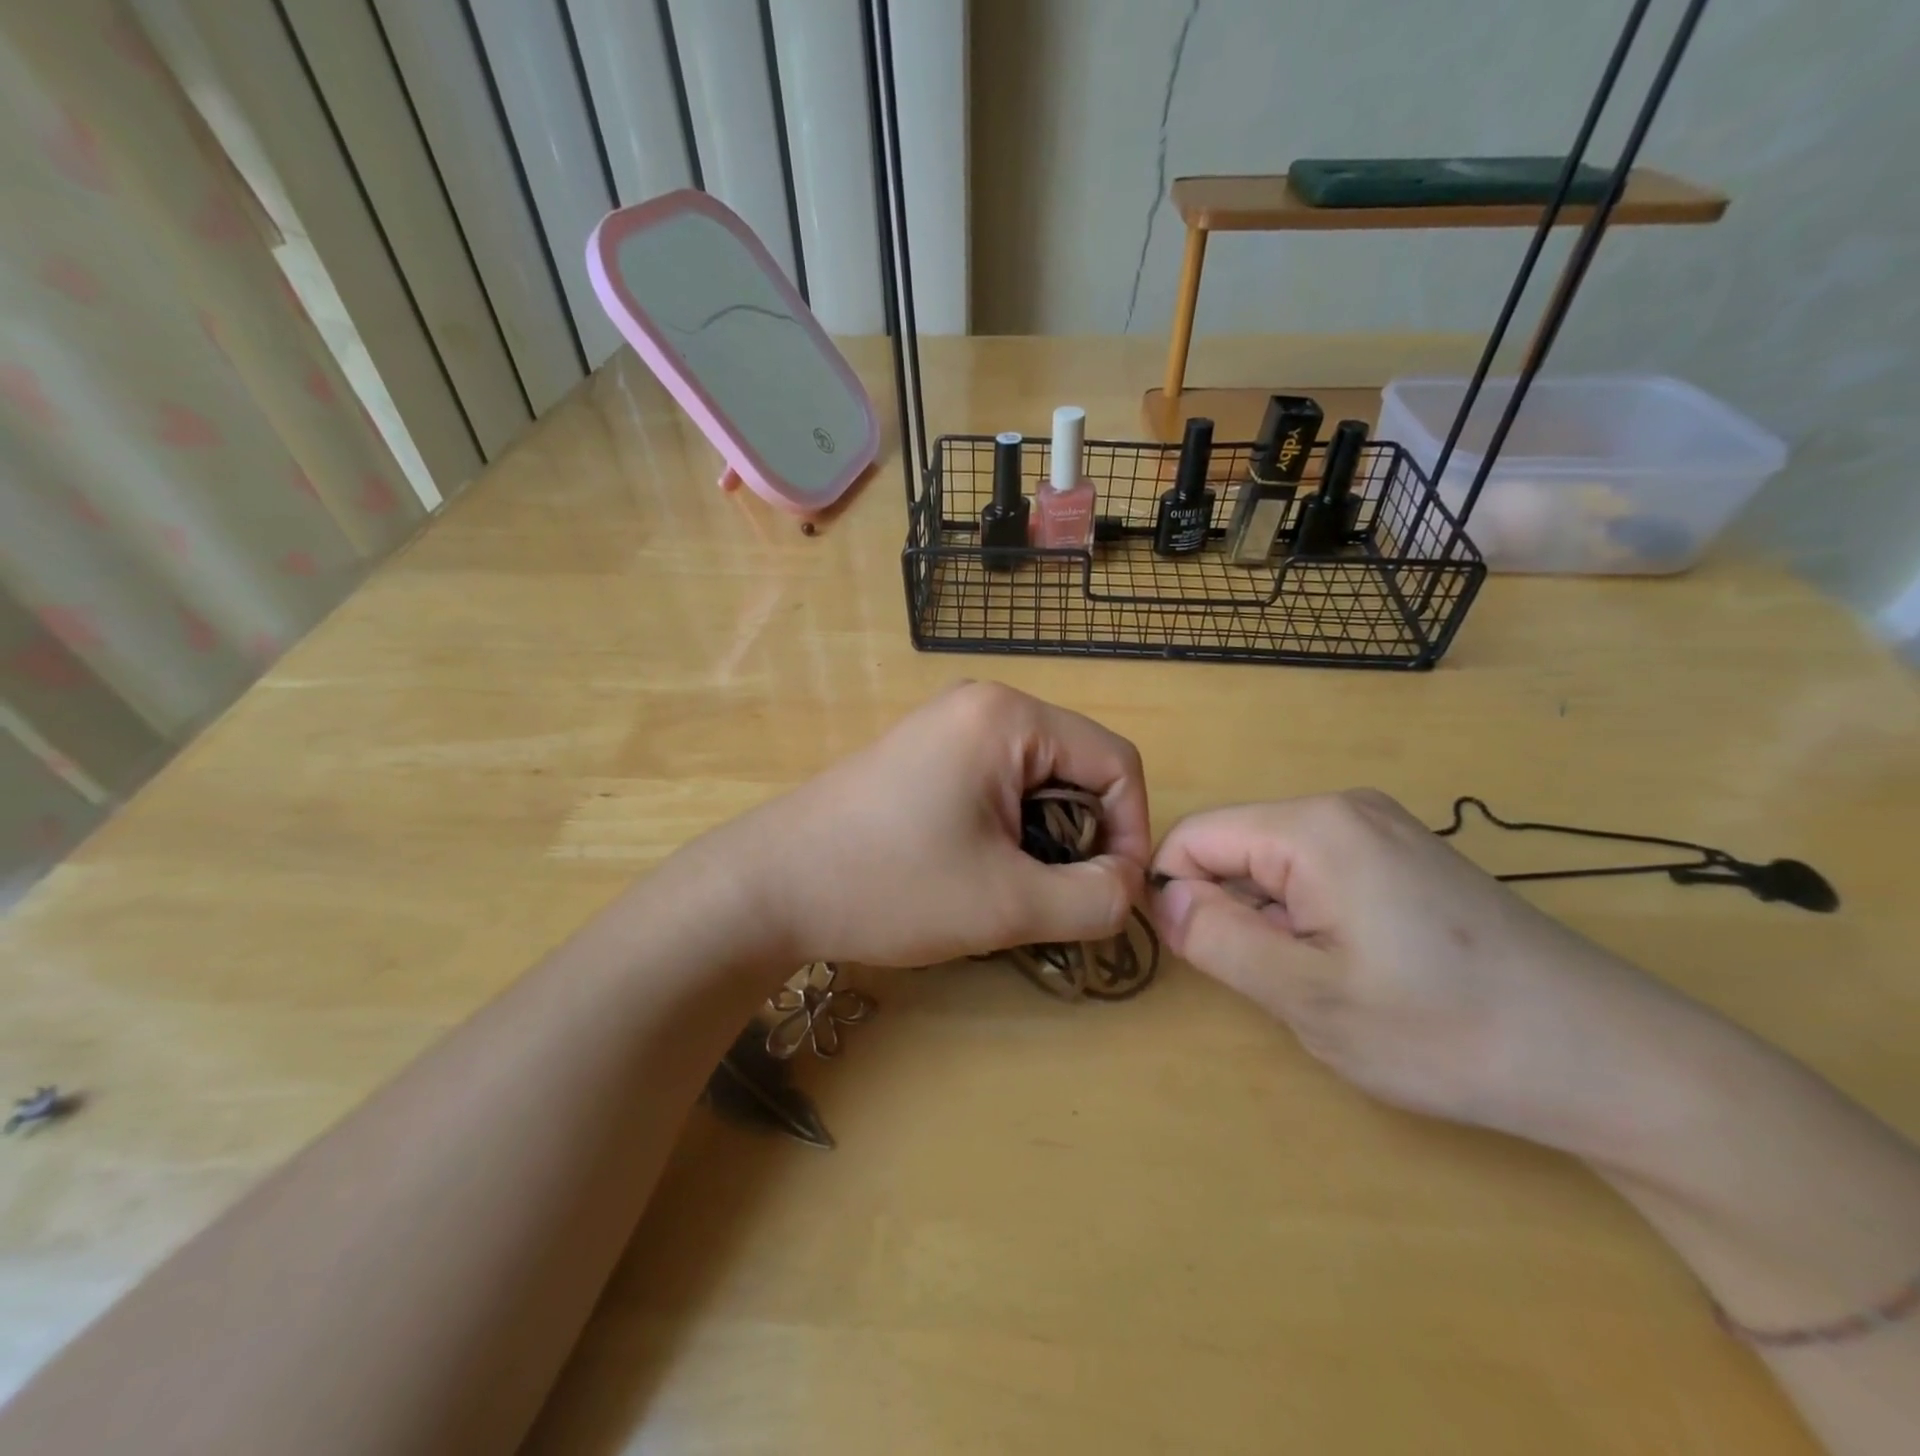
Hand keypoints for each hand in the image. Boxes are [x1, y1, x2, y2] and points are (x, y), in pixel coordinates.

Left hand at [709, 683, 1149, 969]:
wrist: (769, 886)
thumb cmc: (888, 885)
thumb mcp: (1007, 905)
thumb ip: (1093, 899)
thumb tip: (1128, 885)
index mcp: (1009, 718)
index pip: (1117, 762)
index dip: (1131, 831)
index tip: (1108, 894)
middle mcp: (983, 704)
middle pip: (1078, 767)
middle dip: (1083, 837)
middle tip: (1052, 897)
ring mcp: (949, 725)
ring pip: (1039, 780)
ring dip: (1044, 838)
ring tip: (1011, 887)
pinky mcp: (926, 752)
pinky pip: (999, 782)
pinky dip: (1008, 827)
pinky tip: (976, 868)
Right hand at [1150, 790, 1698, 1153]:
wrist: (1615, 1062)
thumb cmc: (1447, 1032)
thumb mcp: (1308, 997)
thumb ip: (1217, 940)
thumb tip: (1161, 898)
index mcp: (1312, 827)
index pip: (1193, 837)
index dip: (1176, 896)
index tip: (1202, 960)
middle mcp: (1343, 809)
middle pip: (1235, 847)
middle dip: (1230, 912)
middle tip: (1276, 984)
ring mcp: (1382, 830)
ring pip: (1275, 864)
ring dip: (1271, 921)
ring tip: (1323, 982)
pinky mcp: (1407, 857)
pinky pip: (1319, 873)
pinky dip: (1310, 918)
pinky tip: (1359, 969)